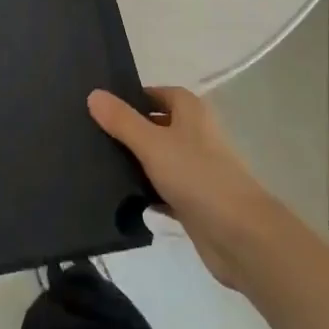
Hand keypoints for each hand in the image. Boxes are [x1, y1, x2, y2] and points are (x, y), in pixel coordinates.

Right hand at [89, 87, 280, 288]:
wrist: (239, 234)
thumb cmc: (197, 176)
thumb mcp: (152, 143)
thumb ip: (122, 120)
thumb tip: (94, 94)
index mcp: (190, 112)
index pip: (156, 93)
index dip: (131, 97)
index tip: (99, 107)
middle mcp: (194, 135)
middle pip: (155, 125)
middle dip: (127, 130)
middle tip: (89, 135)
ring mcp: (195, 169)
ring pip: (158, 158)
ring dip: (134, 163)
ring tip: (95, 165)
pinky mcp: (193, 200)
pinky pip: (162, 189)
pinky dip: (145, 192)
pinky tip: (119, 198)